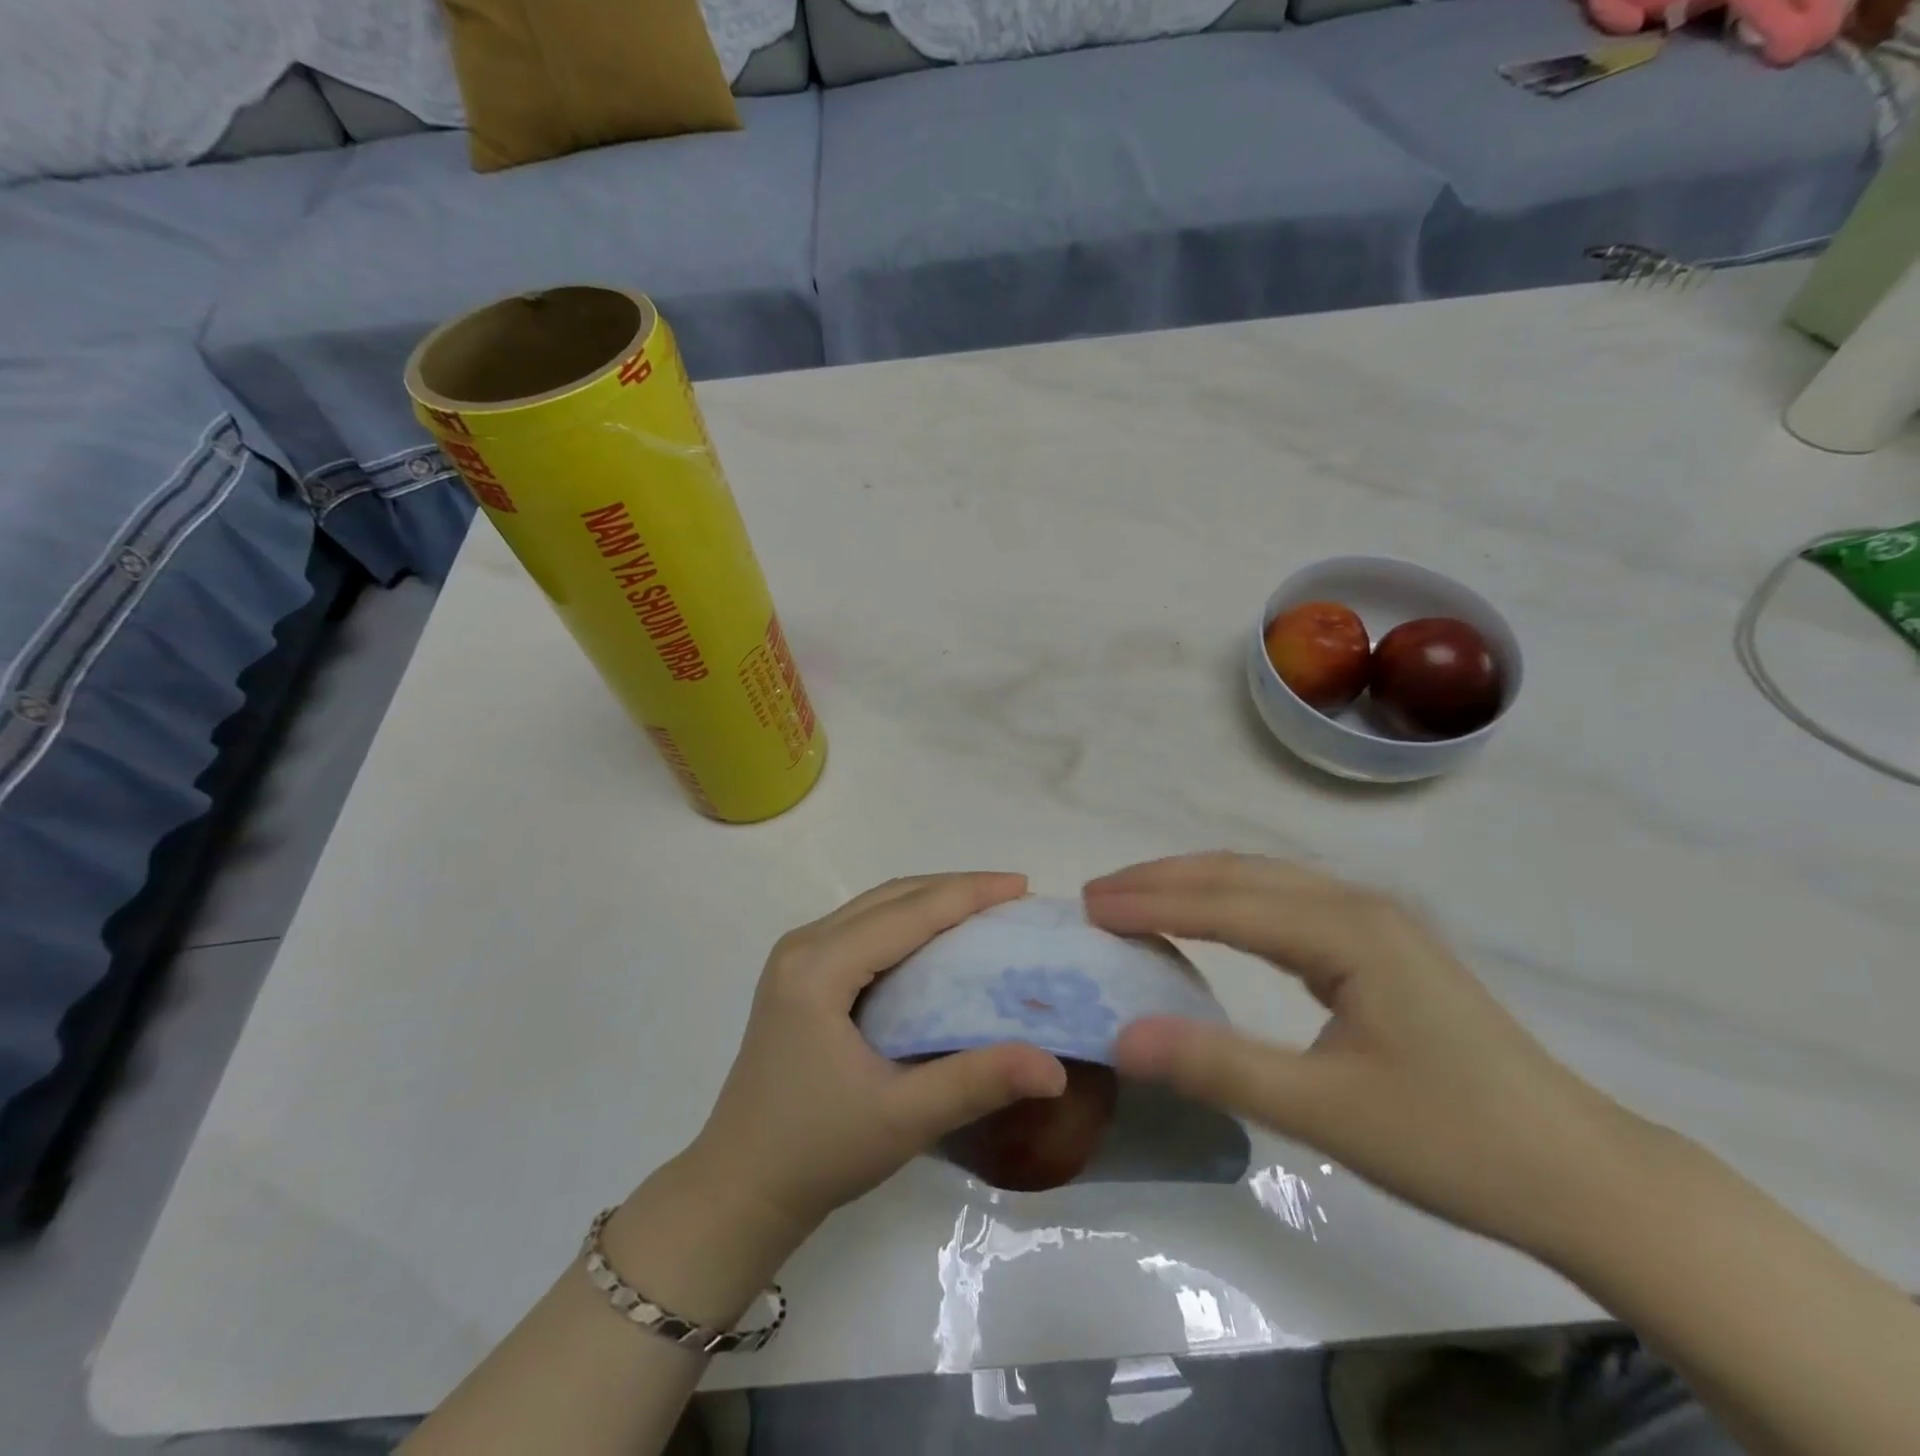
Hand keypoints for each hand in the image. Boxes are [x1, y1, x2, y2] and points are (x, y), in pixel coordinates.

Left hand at [680, 873, 1066, 1241]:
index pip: (907, 913)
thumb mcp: (903, 1119)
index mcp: (819, 968)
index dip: (968, 894)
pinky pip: (862, 927)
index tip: (1022, 885)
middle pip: (890, 897)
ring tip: (984, 909)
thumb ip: (978, 1083)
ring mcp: (795, 958)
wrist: (738, 1188)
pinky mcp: (797, 975)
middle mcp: (803, 946)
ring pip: (875, 907)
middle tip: (1011, 896)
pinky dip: (906, 922)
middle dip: (954, 889)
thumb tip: (1055, 1068)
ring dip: (930, 901)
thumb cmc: (817, 1151)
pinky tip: (936, 940)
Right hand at [1085, 853, 1640, 1256]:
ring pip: (1265, 881)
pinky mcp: (1382, 945)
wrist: (1581, 1174)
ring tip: (1137, 898)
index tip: (1089, 905)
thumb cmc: (1454, 1142)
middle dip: (1163, 880)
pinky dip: (1232, 902)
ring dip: (1195, 884)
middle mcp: (1359, 906)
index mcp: (1348, 932)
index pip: (1226, 903)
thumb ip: (1219, 1068)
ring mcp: (1376, 922)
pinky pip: (1288, 903)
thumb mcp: (1326, 1112)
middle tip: (1097, 894)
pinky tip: (1212, 918)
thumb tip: (1122, 1037)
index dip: (1153, 902)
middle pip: (1241, 875)